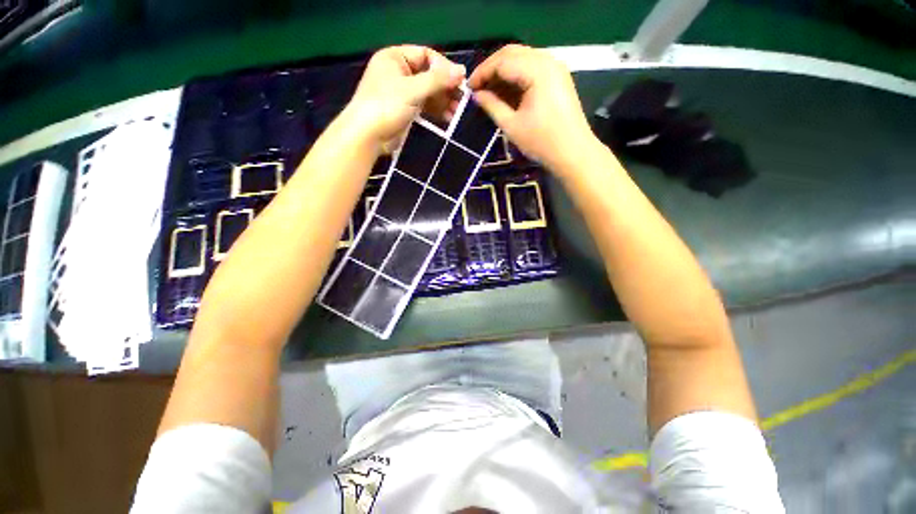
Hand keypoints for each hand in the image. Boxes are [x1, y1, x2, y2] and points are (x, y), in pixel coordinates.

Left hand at [344, 45, 465, 153]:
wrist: (368, 136)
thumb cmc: (386, 106)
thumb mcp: (412, 90)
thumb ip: (437, 80)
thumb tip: (461, 71)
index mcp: (395, 58)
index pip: (426, 55)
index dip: (443, 67)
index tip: (460, 81)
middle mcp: (399, 73)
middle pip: (428, 75)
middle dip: (445, 88)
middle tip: (461, 99)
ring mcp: (402, 93)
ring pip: (428, 93)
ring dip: (443, 101)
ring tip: (456, 112)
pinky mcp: (405, 111)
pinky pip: (424, 106)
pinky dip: (436, 111)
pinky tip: (448, 118)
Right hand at [468, 44, 596, 173]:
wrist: (573, 153)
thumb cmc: (541, 142)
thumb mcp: (511, 125)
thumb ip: (492, 106)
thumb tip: (476, 95)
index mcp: (537, 71)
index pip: (502, 61)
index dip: (482, 72)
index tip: (468, 88)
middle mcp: (547, 61)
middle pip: (512, 53)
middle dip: (492, 69)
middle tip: (478, 88)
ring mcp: (555, 68)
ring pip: (522, 59)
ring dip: (504, 72)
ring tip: (489, 91)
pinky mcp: (558, 77)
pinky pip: (533, 68)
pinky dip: (517, 76)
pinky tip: (507, 92)